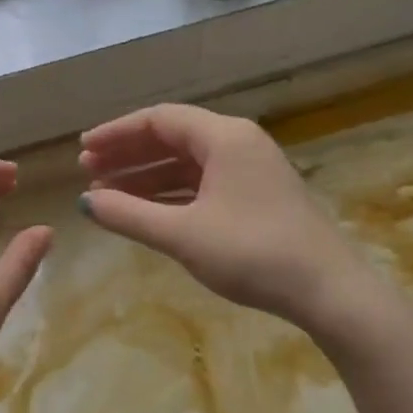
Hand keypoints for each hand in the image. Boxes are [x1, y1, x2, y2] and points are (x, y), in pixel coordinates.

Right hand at [79, 104, 385, 338]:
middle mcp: (238, 143)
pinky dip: (171, 193)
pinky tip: (146, 211)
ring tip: (108, 194)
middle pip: (172, 137)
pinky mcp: (256, 196)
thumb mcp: (182, 234)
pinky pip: (203, 183)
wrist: (329, 292)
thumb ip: (129, 214)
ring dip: (146, 176)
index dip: (116, 133)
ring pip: (187, 163)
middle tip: (88, 172)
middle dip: (128, 154)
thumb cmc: (252, 253)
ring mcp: (250, 170)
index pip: (159, 120)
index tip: (83, 150)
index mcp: (224, 137)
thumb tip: (85, 202)